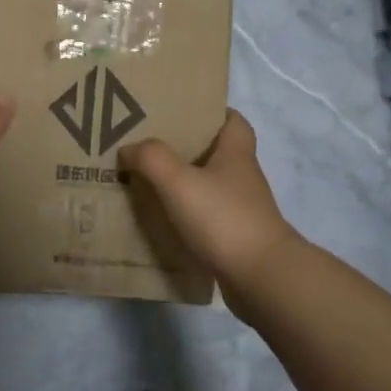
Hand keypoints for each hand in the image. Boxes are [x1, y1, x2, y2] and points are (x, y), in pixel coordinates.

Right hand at [120, 110, 300, 294]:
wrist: (261, 278)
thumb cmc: (222, 218)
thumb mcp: (178, 181)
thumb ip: (151, 158)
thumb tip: (130, 148)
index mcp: (236, 153)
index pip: (231, 120)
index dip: (209, 112)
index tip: (178, 112)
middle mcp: (242, 177)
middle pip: (215, 152)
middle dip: (184, 148)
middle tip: (147, 146)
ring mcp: (241, 209)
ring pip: (208, 186)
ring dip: (182, 184)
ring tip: (145, 182)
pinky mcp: (235, 237)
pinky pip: (205, 218)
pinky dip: (185, 216)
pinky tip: (159, 221)